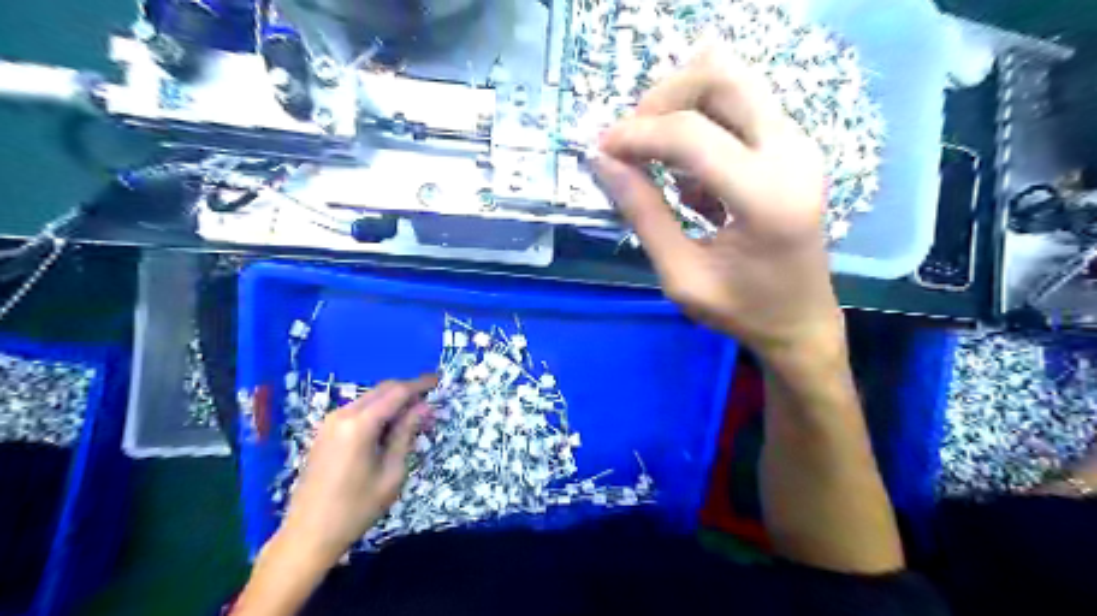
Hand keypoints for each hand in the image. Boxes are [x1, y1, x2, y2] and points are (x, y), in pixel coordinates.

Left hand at [278, 374, 434, 564]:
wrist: (308, 535)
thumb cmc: (356, 508)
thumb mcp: (391, 473)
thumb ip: (406, 434)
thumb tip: (424, 407)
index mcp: (360, 424)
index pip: (397, 392)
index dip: (420, 384)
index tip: (440, 380)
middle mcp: (342, 414)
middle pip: (382, 389)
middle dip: (408, 390)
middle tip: (431, 398)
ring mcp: (329, 422)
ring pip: (370, 398)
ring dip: (393, 400)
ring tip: (415, 415)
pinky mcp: (324, 432)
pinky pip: (358, 410)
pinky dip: (378, 410)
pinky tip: (390, 425)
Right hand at [597, 50, 840, 358]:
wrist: (801, 321)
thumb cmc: (742, 310)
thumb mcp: (681, 275)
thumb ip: (643, 215)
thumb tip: (603, 162)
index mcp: (765, 196)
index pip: (691, 134)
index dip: (637, 134)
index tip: (602, 150)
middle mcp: (790, 153)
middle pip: (720, 75)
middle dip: (663, 98)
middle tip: (633, 141)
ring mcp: (797, 144)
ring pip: (731, 81)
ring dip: (681, 105)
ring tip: (655, 155)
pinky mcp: (793, 146)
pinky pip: (738, 106)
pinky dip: (701, 124)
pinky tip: (689, 177)